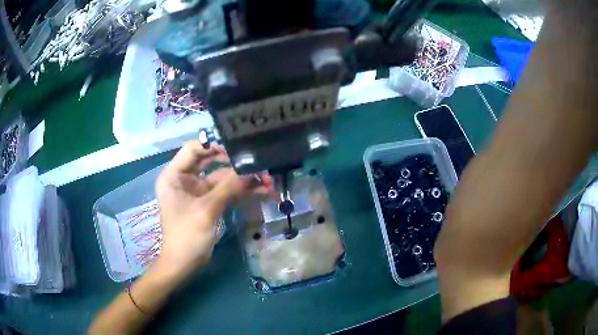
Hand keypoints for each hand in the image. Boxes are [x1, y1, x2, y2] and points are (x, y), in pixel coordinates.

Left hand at [154, 141, 271, 278]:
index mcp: (175, 175)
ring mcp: (197, 191)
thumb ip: (227, 187)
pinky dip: (241, 191)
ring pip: (221, 177)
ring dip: (242, 178)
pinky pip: (225, 191)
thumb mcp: (206, 210)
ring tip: (267, 179)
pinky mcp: (208, 202)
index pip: (194, 149)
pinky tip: (261, 191)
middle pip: (210, 160)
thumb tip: (251, 170)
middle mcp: (185, 178)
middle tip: (256, 161)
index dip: (214, 145)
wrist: (184, 264)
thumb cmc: (187, 236)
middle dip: (233, 162)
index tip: (237, 148)